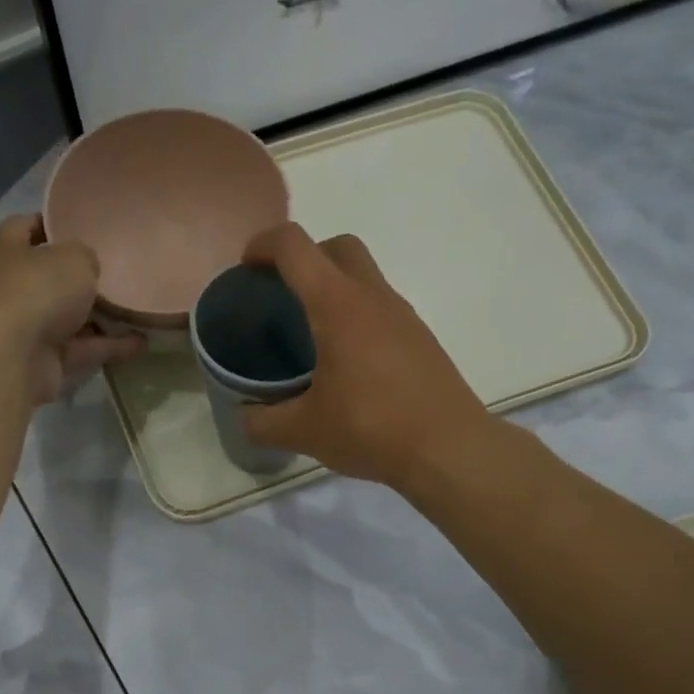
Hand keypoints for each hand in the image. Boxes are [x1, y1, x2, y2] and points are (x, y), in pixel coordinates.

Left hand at [0, 214, 145, 405]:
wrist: (12, 360)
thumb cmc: (35, 291)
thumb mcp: (73, 258)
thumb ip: (85, 257)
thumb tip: (87, 270)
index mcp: (1, 249)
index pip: (27, 226)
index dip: (57, 225)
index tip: (89, 228)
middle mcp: (7, 287)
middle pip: (48, 277)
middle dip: (80, 278)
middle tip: (117, 272)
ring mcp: (23, 327)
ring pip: (67, 317)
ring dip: (99, 317)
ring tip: (136, 309)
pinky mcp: (41, 361)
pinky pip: (80, 349)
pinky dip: (107, 347)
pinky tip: (140, 343)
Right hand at [240, 223, 490, 488]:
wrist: (448, 449)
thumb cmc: (371, 429)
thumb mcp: (305, 431)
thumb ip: (264, 422)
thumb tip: (245, 417)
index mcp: (338, 305)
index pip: (295, 247)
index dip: (263, 245)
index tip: (246, 268)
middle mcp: (373, 297)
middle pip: (338, 247)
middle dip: (306, 257)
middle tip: (284, 295)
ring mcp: (403, 316)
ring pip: (365, 277)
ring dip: (335, 288)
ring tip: (312, 334)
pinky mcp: (421, 340)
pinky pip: (382, 309)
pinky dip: (358, 316)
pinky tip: (348, 364)